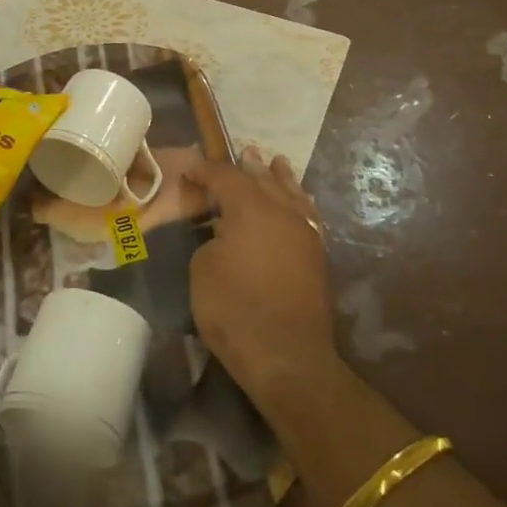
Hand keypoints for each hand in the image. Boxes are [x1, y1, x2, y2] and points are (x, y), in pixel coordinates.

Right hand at [180, 147, 336, 406]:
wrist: (287, 355)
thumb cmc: (235, 310)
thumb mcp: (203, 270)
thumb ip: (212, 240)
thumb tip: (225, 234)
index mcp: (250, 208)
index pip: (225, 177)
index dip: (205, 170)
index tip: (189, 167)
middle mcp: (282, 211)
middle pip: (263, 179)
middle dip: (249, 167)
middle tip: (243, 151)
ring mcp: (304, 232)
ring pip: (292, 194)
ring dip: (280, 178)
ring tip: (277, 162)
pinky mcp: (316, 255)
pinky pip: (308, 215)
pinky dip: (300, 202)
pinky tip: (300, 201)